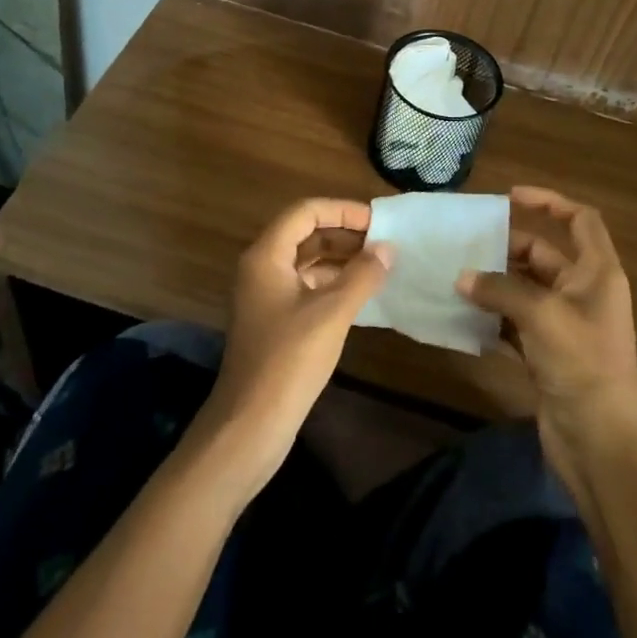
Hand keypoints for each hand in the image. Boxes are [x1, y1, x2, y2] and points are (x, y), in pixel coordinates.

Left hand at [207, 198, 393, 480]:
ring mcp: (265, 296)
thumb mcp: (332, 313)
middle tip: (383, 242)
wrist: (248, 427)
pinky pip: (305, 287)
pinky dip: (332, 284)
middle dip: (344, 234)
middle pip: (305, 234)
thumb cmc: (288, 361)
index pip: (305, 212)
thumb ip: (362, 276)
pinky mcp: (273, 321)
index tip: (377, 221)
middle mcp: (261, 267)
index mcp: (267, 255)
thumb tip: (388, 249)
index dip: (342, 210)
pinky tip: (361, 295)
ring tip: (379, 265)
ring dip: (341, 259)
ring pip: (306, 262)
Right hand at [457, 186, 636, 486]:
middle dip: (507, 248)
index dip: (549, 202)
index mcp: (597, 272)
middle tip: (466, 244)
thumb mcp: (541, 315)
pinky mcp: (548, 353)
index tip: (510, 197)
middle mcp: (583, 292)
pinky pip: (516, 321)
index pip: (580, 220)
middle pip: (544, 254)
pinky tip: (463, 314)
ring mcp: (565, 324)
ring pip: (525, 289)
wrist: (600, 444)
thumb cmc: (581, 364)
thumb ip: (499, 289)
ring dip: (495, 283)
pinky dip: (493, 316)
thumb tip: (462, 277)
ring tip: (455, 275)